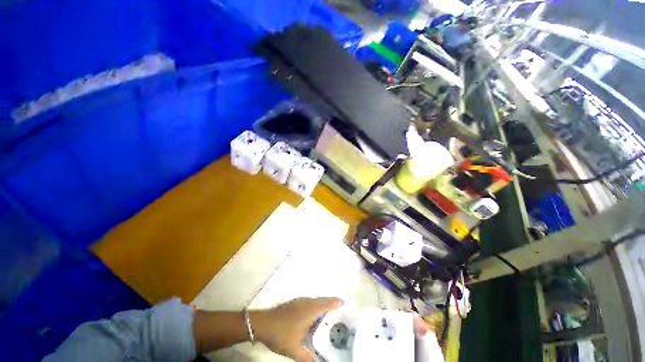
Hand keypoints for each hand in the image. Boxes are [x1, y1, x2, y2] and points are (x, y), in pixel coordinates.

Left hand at [251, 297, 342, 361]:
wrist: (262, 323)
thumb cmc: (281, 334)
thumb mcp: (294, 349)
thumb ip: (307, 358)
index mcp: (309, 310)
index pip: (326, 304)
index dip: (335, 302)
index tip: (344, 302)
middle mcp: (306, 302)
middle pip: (321, 300)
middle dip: (331, 302)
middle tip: (339, 307)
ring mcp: (299, 301)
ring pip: (315, 300)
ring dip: (322, 303)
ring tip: (329, 311)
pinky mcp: (294, 303)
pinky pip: (309, 301)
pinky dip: (315, 305)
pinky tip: (313, 314)